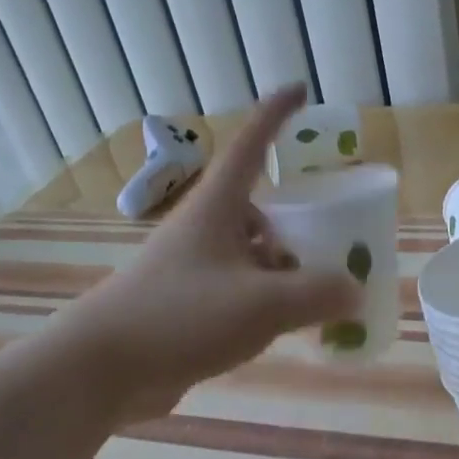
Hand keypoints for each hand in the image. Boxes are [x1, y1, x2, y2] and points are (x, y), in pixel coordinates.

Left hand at [71, 86, 361, 423]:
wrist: (103, 368)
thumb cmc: (180, 317)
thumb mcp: (262, 304)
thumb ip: (318, 294)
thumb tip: (354, 292)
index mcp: (216, 208)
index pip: (250, 146)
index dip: (276, 115)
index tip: (300, 89)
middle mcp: (204, 230)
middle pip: (259, 209)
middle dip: (296, 221)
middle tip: (335, 238)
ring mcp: (194, 268)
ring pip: (251, 254)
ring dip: (284, 268)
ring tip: (319, 293)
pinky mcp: (188, 305)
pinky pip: (240, 291)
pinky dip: (267, 300)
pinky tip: (287, 326)